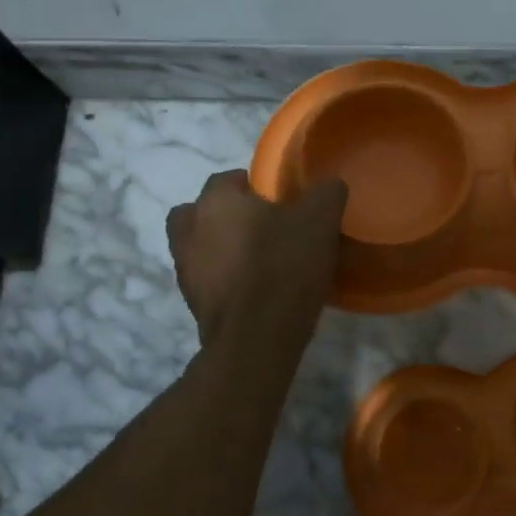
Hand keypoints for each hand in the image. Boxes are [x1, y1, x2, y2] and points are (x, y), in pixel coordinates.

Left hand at [165, 171, 347, 344]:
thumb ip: (326, 193)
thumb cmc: (284, 266)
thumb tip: (329, 185)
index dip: (254, 186)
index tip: (281, 202)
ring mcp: (185, 268)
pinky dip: (223, 278)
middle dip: (226, 215)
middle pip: (202, 211)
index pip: (228, 178)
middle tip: (261, 227)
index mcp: (215, 200)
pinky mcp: (191, 302)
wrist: (256, 337)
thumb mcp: (320, 220)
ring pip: (199, 245)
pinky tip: (254, 288)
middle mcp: (189, 229)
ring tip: (257, 260)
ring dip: (221, 247)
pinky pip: (207, 278)